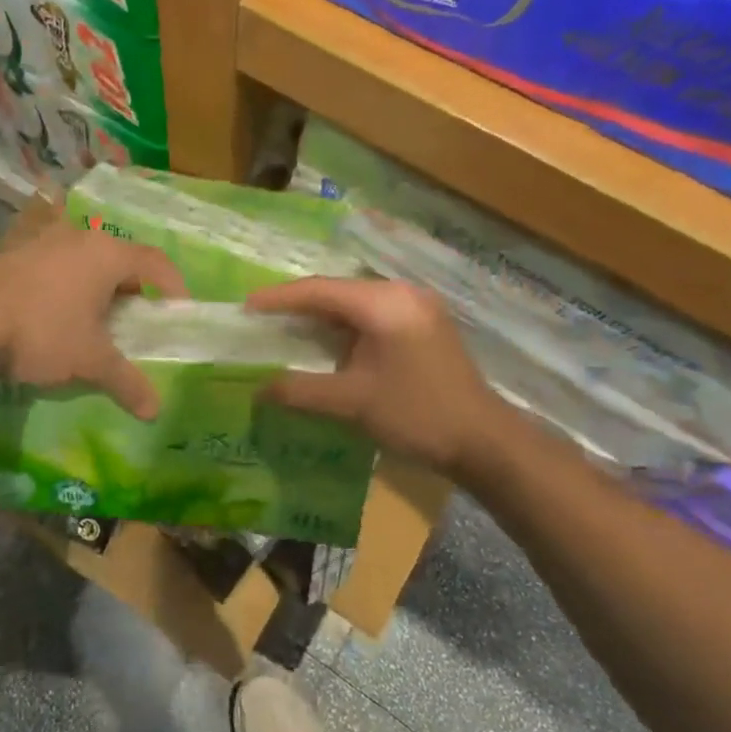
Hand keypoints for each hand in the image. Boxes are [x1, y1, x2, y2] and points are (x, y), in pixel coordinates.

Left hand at [0, 220, 186, 418]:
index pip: (155, 262)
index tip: (178, 312)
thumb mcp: (90, 361)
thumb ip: (127, 382)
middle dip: (133, 288)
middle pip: (120, 257)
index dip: (174, 286)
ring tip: (95, 318)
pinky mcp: (14, 252)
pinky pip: (55, 263)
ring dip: (97, 284)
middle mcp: (78, 236)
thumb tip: (155, 411)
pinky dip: (66, 283)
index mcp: (106, 254)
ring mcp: (42, 241)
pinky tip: (55, 311)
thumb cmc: (43, 335)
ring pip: (84, 258)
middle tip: (136, 320)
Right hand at [248, 276, 511, 474]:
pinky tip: (327, 342)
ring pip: (356, 302)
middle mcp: (401, 294)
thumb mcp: (352, 403)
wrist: (484, 441)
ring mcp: (417, 307)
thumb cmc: (416, 415)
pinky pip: (373, 314)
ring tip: (287, 329)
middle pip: (337, 290)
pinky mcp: (425, 324)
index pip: (319, 291)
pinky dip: (345, 326)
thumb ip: (301, 391)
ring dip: (322, 316)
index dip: (279, 298)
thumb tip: (258, 389)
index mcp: (383, 304)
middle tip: (262, 318)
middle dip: (298, 305)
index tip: (246, 306)